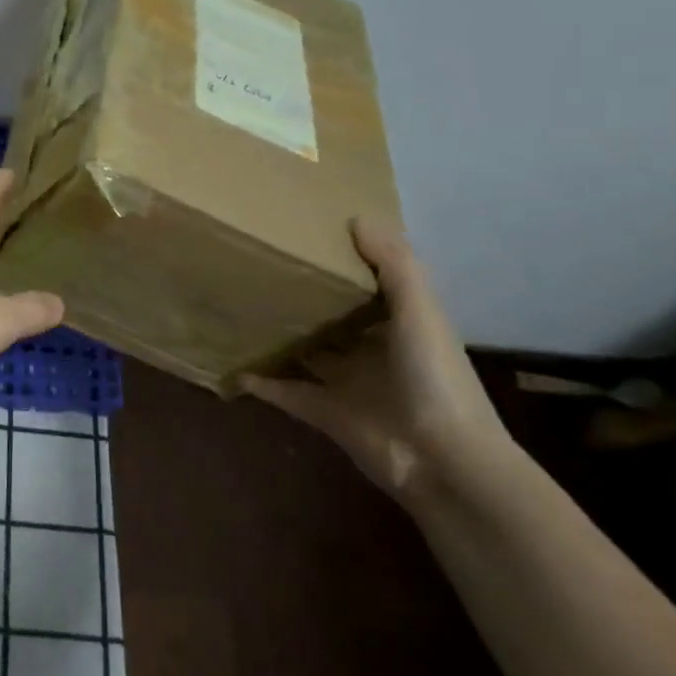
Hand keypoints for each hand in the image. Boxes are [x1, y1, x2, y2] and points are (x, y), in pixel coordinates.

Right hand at [242, 219, 510, 499]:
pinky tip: (235, 366)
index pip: (370, 287)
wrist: (440, 459)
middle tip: (259, 269)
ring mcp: (348, 385)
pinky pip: (287, 393)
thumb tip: (357, 217)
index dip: (345, 264)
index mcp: (401, 325)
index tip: (308, 237)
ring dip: (281, 338)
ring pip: (307, 354)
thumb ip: (394, 265)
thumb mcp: (420, 311)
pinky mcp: (325, 414)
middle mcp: (373, 352)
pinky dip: (263, 383)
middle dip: (305, 299)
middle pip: (333, 320)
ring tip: (240, 311)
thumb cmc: (433, 377)